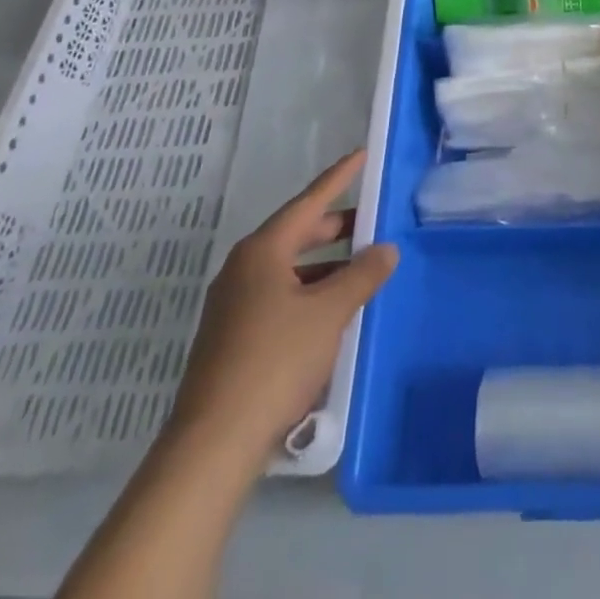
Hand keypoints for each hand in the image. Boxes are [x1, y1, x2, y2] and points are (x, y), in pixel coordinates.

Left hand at [166, 150, 397, 467]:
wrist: (213, 443)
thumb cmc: (275, 361)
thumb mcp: (329, 313)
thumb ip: (362, 276)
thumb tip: (386, 249)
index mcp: (262, 250)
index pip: (309, 202)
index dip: (338, 178)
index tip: (360, 155)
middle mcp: (243, 268)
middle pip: (296, 233)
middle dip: (334, 227)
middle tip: (370, 222)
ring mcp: (232, 303)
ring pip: (287, 268)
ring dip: (323, 265)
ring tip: (358, 269)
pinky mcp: (230, 336)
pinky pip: (277, 295)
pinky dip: (307, 291)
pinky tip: (329, 312)